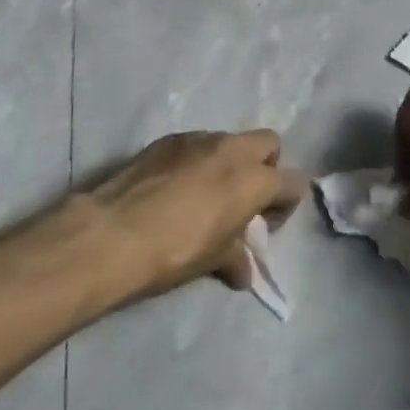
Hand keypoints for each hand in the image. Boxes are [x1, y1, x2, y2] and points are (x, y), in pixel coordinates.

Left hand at [85, 130, 307, 302]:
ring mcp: (198, 138)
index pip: (293, 182)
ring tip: (205, 195)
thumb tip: (243, 272)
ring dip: (227, 163)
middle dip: (265, 166)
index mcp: (254, 179)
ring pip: (229, 141)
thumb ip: (236, 258)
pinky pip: (196, 144)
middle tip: (243, 199)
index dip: (285, 204)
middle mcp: (232, 149)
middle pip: (269, 143)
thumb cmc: (176, 249)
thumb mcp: (213, 260)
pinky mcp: (168, 138)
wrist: (116, 231)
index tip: (264, 224)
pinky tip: (175, 188)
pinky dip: (196, 160)